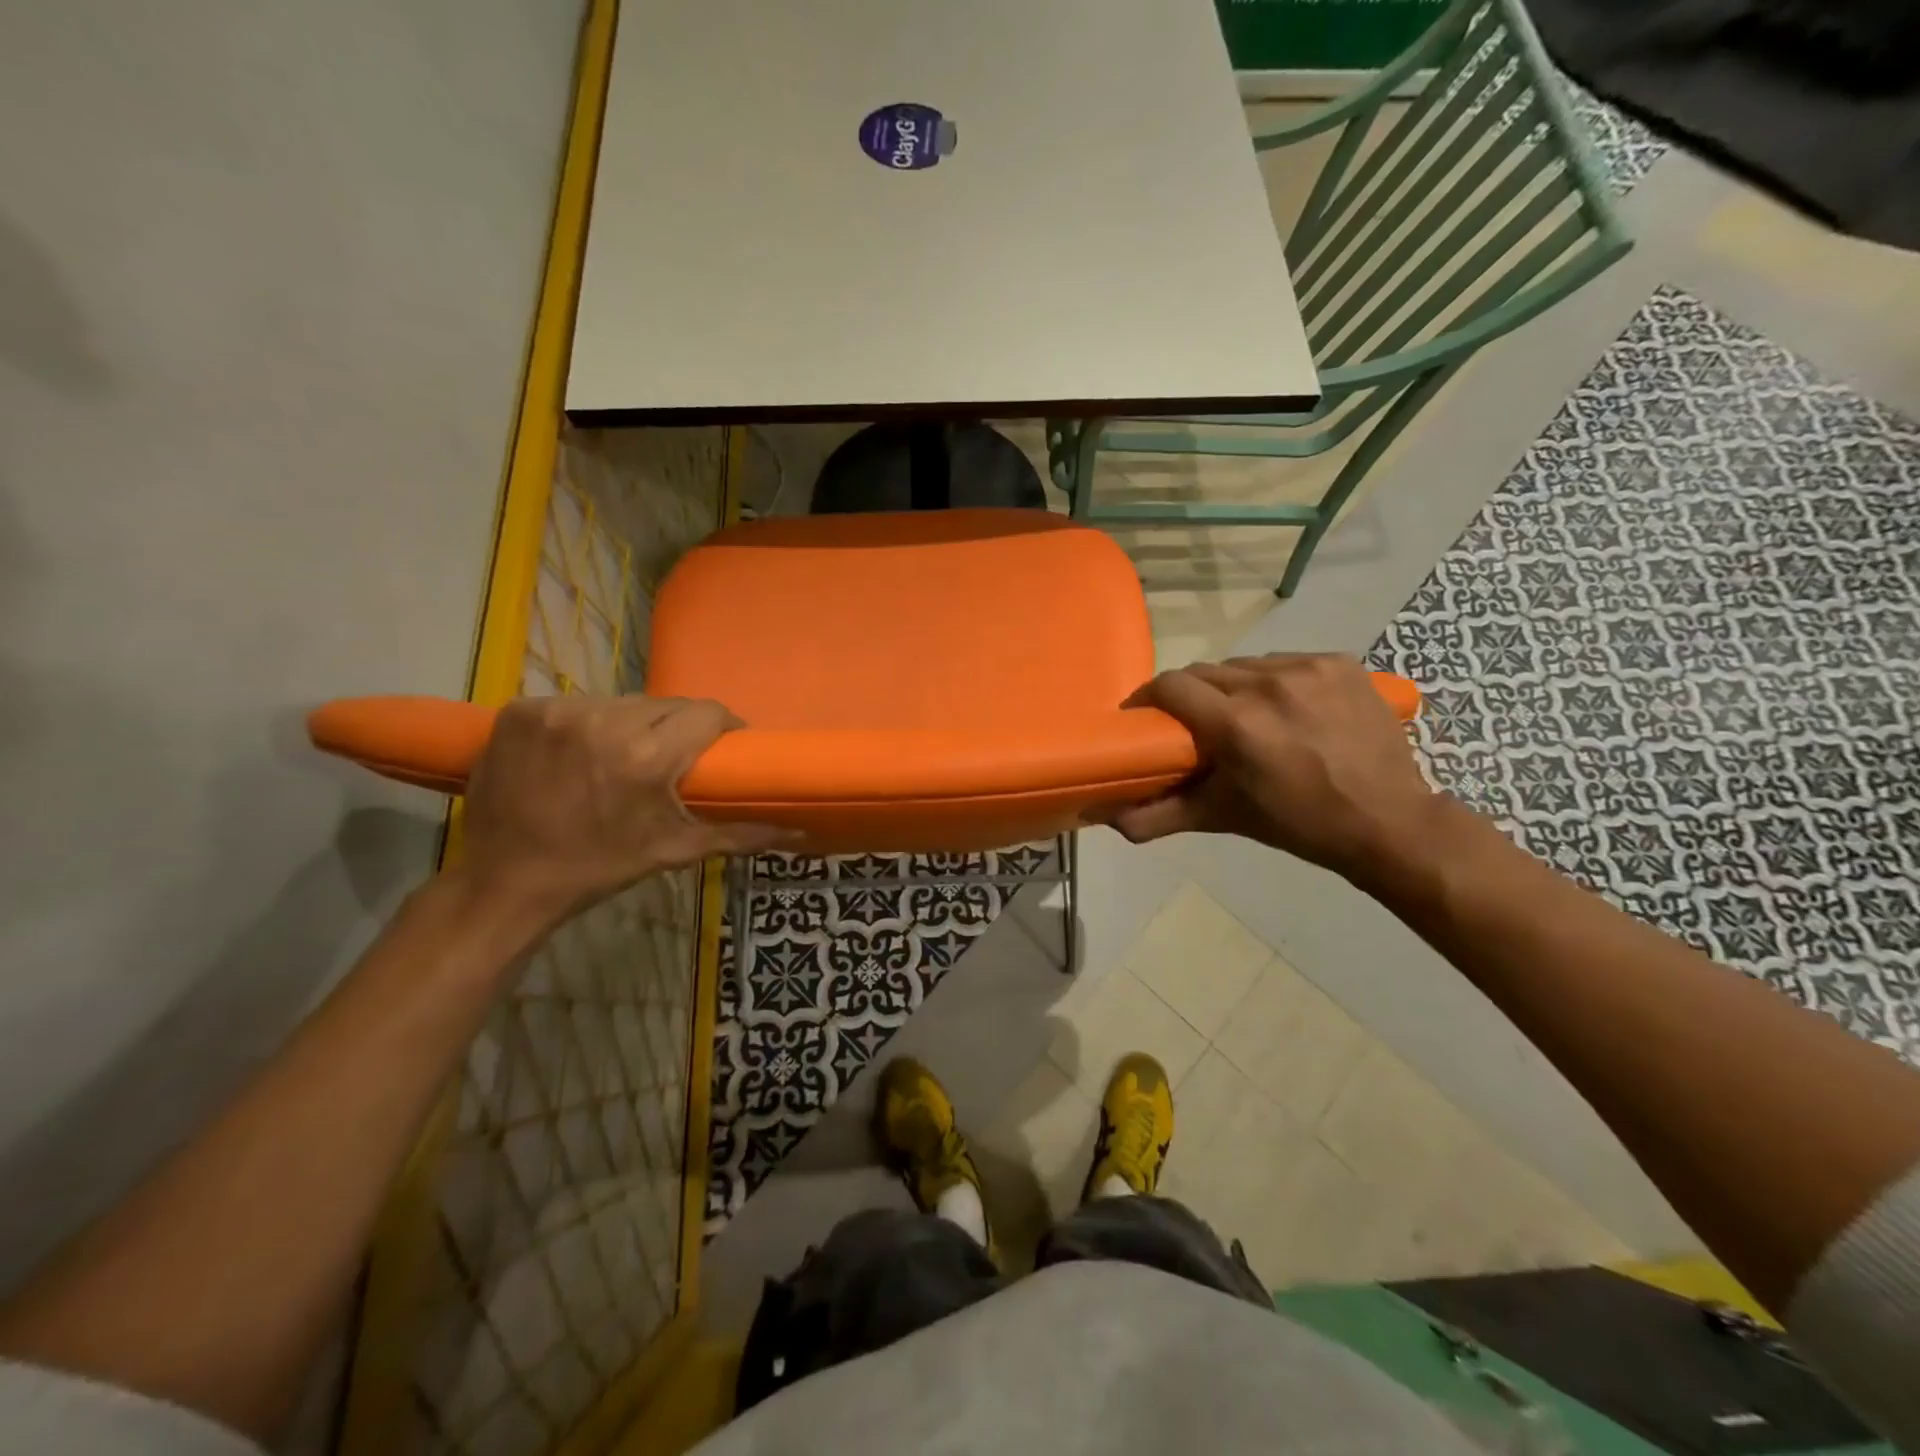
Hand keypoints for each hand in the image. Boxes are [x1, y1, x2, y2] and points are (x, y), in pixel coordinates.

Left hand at [457, 695, 792, 927]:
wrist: (506, 882)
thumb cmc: (600, 868)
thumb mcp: (674, 851)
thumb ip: (741, 834)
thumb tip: (801, 832)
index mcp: (645, 758)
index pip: (705, 713)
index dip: (723, 726)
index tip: (724, 745)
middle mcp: (602, 722)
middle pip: (665, 705)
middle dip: (677, 727)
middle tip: (674, 757)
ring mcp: (555, 711)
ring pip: (621, 702)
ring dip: (633, 723)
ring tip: (626, 755)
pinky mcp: (520, 710)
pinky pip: (577, 704)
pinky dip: (588, 722)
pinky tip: (582, 751)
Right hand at [1103, 654, 1438, 882]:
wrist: (1388, 821)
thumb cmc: (1298, 823)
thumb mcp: (1223, 817)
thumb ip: (1159, 816)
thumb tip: (1108, 818)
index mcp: (1237, 724)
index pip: (1171, 686)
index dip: (1148, 698)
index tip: (1144, 718)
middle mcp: (1268, 685)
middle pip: (1204, 673)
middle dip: (1190, 696)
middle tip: (1194, 725)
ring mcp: (1308, 669)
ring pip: (1243, 666)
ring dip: (1232, 687)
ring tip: (1242, 717)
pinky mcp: (1338, 662)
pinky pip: (1284, 662)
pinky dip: (1273, 682)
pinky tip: (1285, 709)